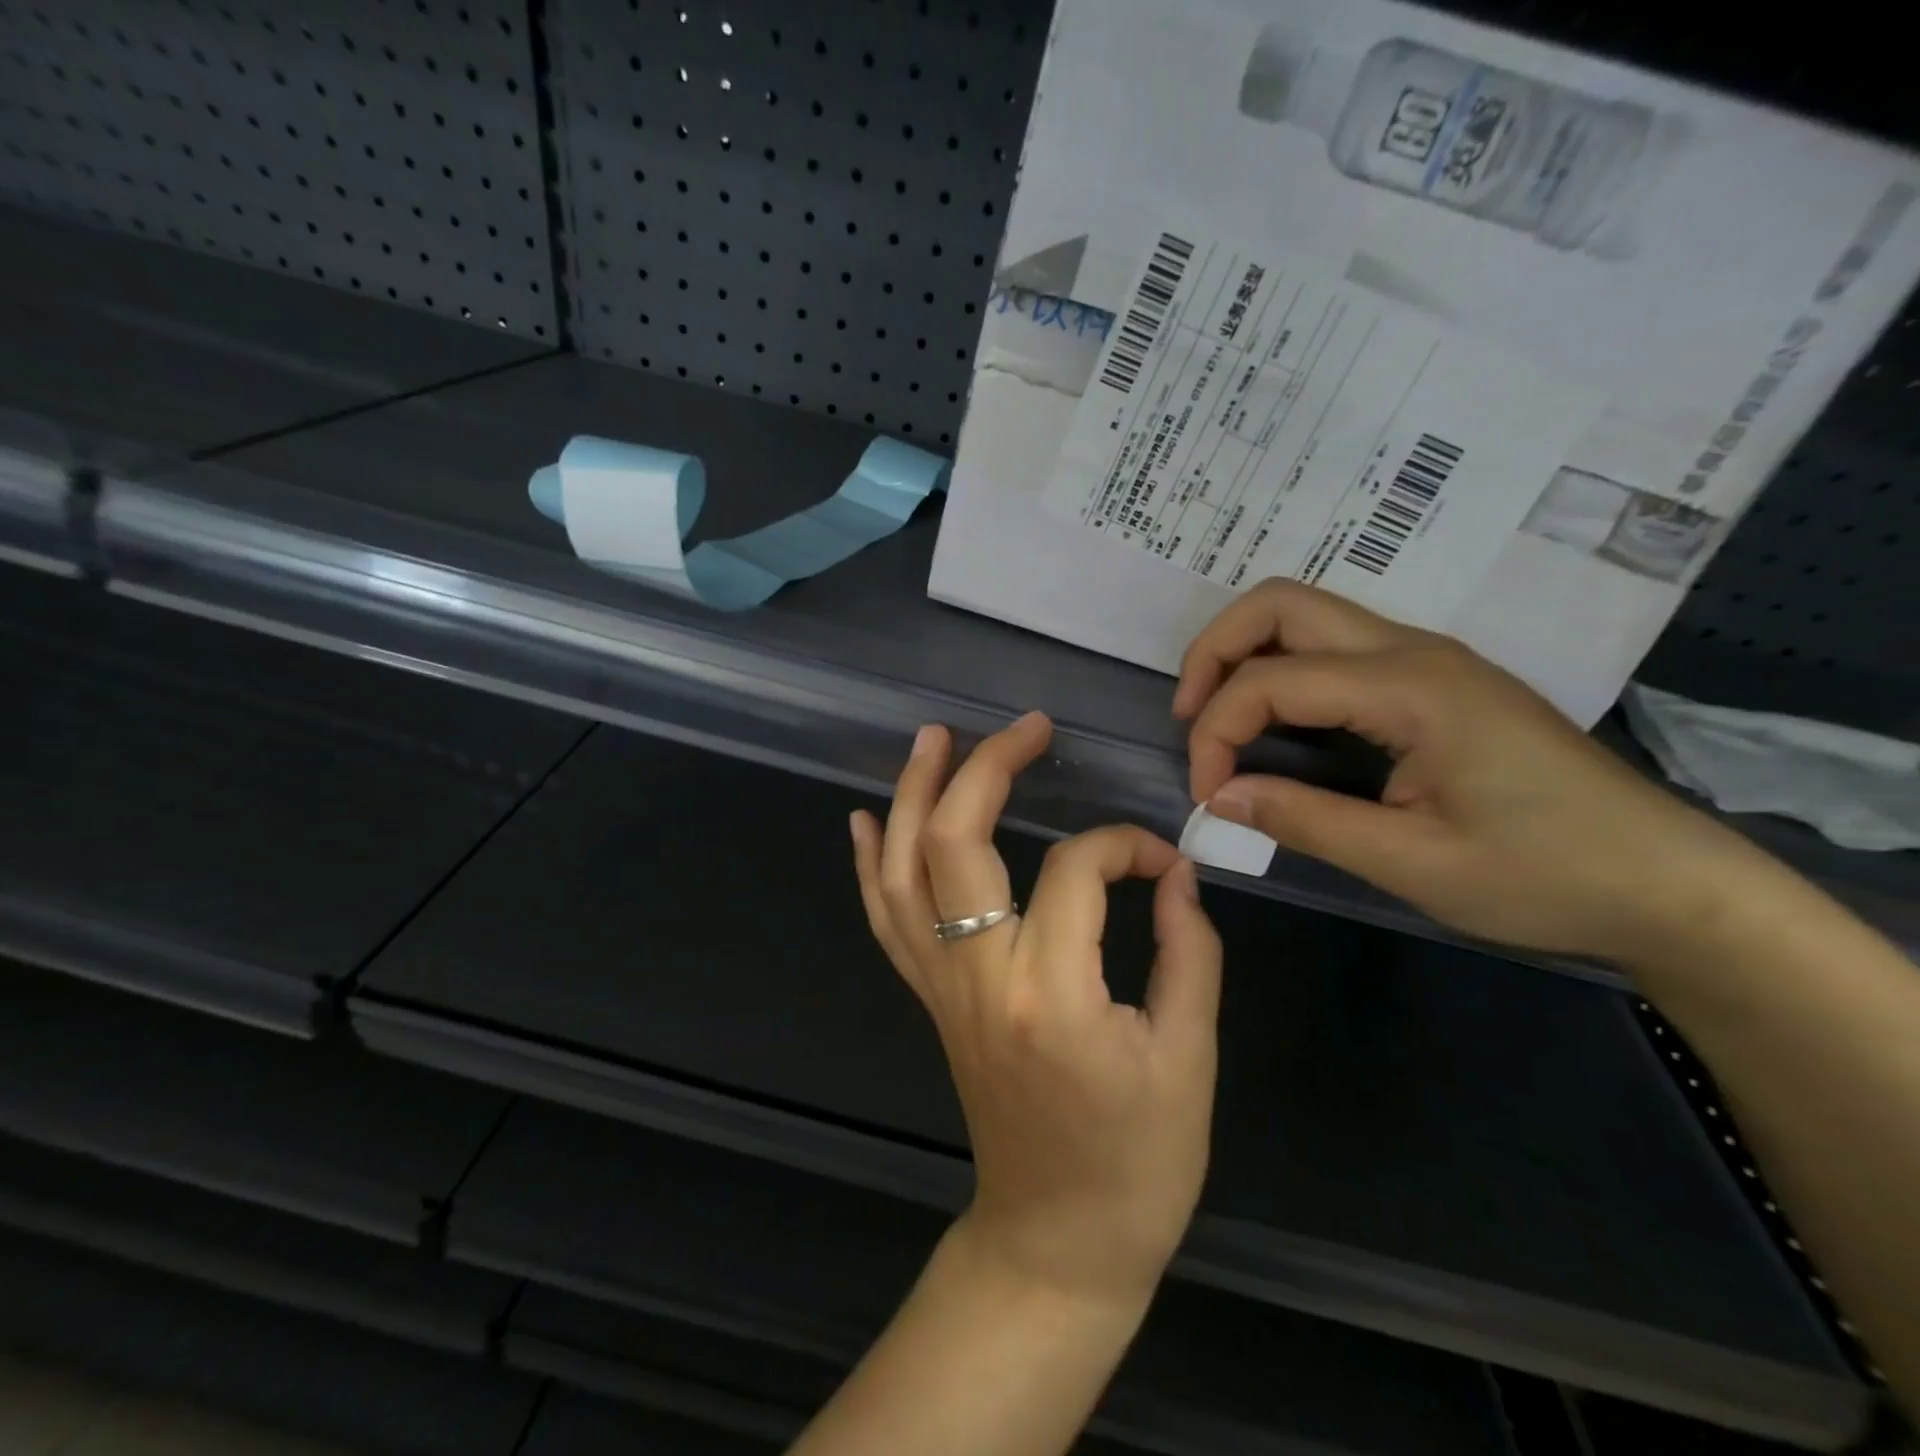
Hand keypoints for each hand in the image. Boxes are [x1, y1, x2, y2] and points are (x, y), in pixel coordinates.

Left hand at [850, 712, 1222, 1310]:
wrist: (1057, 1238)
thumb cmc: (1138, 1161)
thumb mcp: (1190, 1057)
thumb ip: (1190, 950)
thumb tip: (1175, 873)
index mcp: (1052, 992)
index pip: (1078, 869)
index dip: (1126, 845)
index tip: (1163, 860)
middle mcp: (978, 977)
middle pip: (957, 843)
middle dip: (987, 770)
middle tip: (1026, 728)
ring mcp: (941, 987)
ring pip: (904, 872)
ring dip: (914, 796)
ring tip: (932, 738)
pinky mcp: (928, 1000)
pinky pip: (886, 920)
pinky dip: (871, 864)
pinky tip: (867, 817)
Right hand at [1174, 580, 1765, 963]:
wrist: (1667, 882)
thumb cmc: (1545, 875)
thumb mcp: (1413, 863)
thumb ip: (1304, 820)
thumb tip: (1219, 797)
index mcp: (1410, 687)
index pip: (1270, 680)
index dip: (1216, 733)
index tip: (1209, 797)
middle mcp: (1412, 650)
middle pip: (1279, 604)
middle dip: (1213, 651)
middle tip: (1189, 719)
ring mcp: (1425, 658)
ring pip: (1304, 614)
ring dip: (1244, 654)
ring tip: (1218, 719)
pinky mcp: (1432, 679)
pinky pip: (1332, 647)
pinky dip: (1280, 669)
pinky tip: (1274, 723)